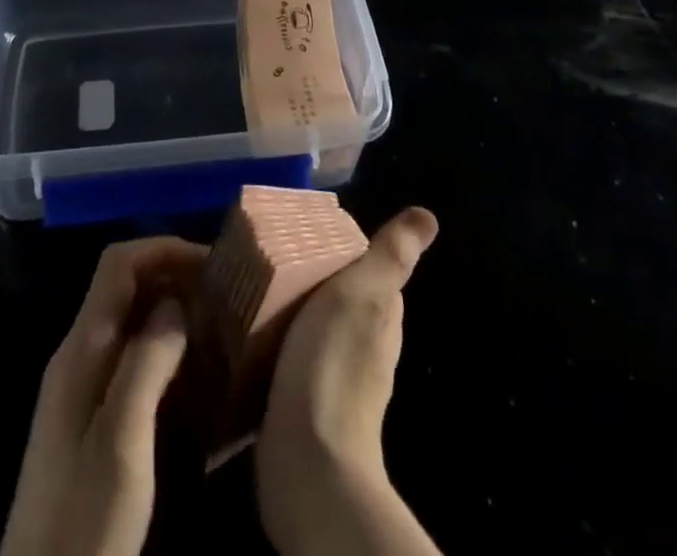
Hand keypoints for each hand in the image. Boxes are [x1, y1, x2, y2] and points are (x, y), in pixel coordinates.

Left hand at [1, 237, 206, 555]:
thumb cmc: (84, 519)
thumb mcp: (122, 442)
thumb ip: (146, 363)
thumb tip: (176, 301)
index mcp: (81, 348)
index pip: (118, 264)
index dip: (163, 250)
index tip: (212, 263)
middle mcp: (78, 354)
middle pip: (124, 286)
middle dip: (173, 277)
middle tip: (223, 296)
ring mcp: (81, 386)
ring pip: (129, 320)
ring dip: (171, 311)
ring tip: (218, 326)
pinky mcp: (90, 416)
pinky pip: (129, 356)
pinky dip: (163, 347)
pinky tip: (193, 372)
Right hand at [256, 208, 441, 555]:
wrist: (308, 461)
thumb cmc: (333, 363)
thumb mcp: (362, 294)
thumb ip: (390, 255)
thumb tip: (428, 215)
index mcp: (382, 317)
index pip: (365, 269)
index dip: (338, 248)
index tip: (301, 231)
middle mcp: (365, 347)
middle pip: (336, 296)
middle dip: (307, 276)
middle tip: (266, 254)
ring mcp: (334, 377)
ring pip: (311, 326)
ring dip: (287, 309)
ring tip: (250, 286)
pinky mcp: (303, 403)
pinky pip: (288, 356)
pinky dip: (274, 341)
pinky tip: (248, 333)